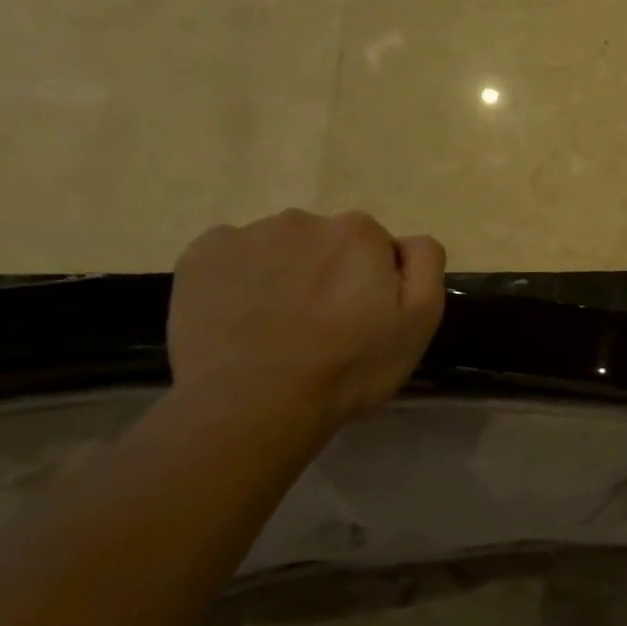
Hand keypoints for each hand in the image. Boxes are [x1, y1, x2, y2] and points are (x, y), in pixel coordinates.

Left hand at [168, 208, 445, 426]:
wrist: (253, 405)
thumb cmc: (349, 366)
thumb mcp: (420, 321)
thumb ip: (425, 264)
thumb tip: (406, 241)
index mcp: (360, 232)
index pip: (376, 248)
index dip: (373, 283)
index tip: (362, 318)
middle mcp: (305, 219)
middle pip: (327, 243)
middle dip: (329, 274)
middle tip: (321, 326)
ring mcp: (248, 235)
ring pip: (279, 249)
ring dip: (285, 275)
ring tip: (277, 327)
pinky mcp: (200, 255)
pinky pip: (230, 256)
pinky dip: (238, 279)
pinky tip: (240, 317)